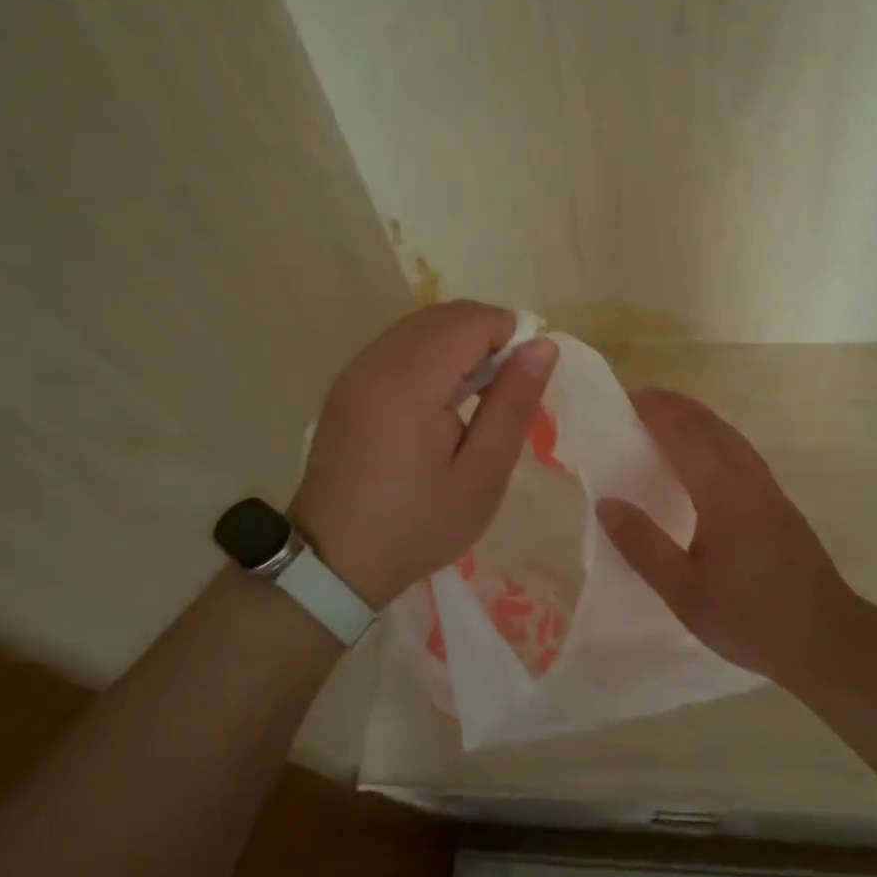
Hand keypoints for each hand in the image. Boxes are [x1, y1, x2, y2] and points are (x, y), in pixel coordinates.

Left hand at [288, 300, 557, 607]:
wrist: (333, 561)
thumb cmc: (418, 524)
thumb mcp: (482, 475)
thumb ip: (513, 404)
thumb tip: (543, 346)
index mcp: (411, 381)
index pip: (472, 320)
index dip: (511, 334)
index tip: (526, 377)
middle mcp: (378, 360)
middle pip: (446, 315)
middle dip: (487, 333)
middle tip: (507, 388)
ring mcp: (357, 369)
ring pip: (422, 325)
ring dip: (460, 341)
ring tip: (479, 394)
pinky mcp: (347, 383)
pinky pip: (399, 344)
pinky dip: (432, 352)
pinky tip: (442, 398)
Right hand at [597, 388, 854, 688]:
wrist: (828, 638)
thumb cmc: (752, 618)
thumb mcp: (685, 593)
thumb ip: (643, 546)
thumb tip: (606, 502)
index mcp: (722, 493)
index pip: (684, 435)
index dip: (655, 411)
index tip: (626, 398)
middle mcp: (746, 478)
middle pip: (708, 425)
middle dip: (674, 406)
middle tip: (639, 400)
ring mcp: (767, 487)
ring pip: (728, 434)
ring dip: (696, 416)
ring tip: (667, 415)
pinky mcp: (778, 501)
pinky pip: (740, 450)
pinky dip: (714, 434)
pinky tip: (707, 452)